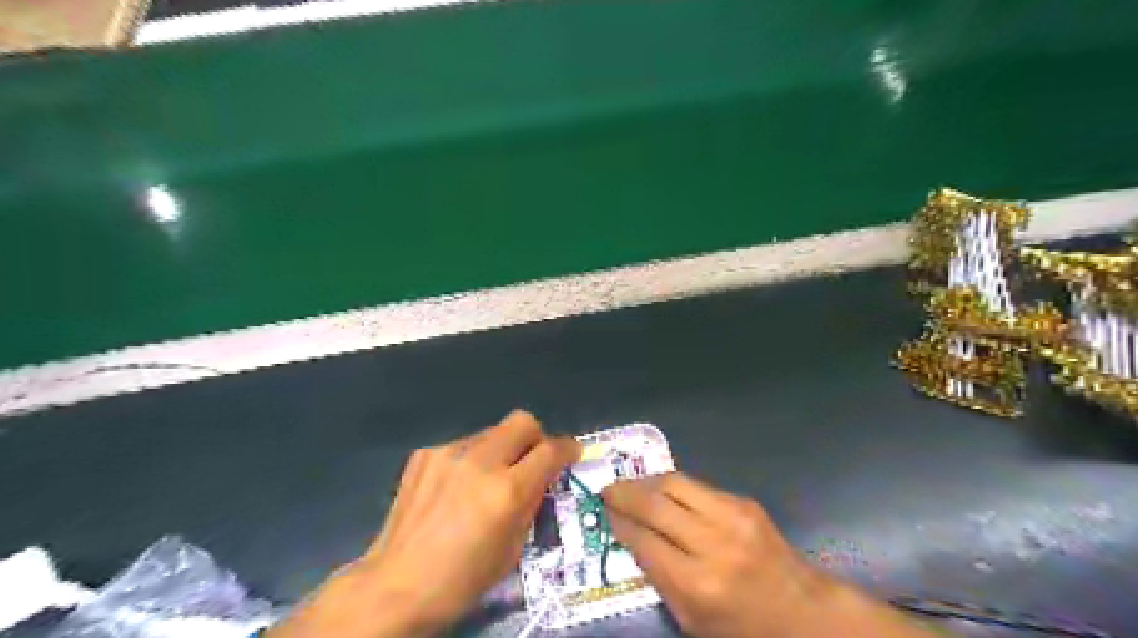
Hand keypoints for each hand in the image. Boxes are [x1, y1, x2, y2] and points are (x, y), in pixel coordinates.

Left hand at [270, 409, 578, 636]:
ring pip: (492, 431)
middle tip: (531, 461)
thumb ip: (531, 502)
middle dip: (535, 437)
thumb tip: (541, 477)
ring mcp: (449, 453)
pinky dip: (471, 459)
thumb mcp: (513, 548)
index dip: (568, 448)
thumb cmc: (462, 578)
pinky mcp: (425, 453)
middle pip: (523, 421)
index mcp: (507, 491)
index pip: (550, 450)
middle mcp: (480, 461)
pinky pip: (463, 444)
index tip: (572, 453)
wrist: (396, 584)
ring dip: (501, 449)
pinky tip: (456, 486)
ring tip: (487, 479)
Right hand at [600, 471, 938, 636]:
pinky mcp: (744, 502)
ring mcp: (732, 517)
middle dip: (624, 494)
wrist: (801, 610)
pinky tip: (660, 489)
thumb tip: (630, 535)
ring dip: (645, 481)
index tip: (603, 514)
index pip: (644, 540)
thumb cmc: (741, 626)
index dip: (619, 523)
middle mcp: (713, 543)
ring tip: (629, 484)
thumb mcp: (690, 618)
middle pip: (655, 504)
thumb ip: (657, 577)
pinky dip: (671, 485)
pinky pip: (696, 485)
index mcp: (697, 583)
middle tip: (607, 491)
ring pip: (674, 483)